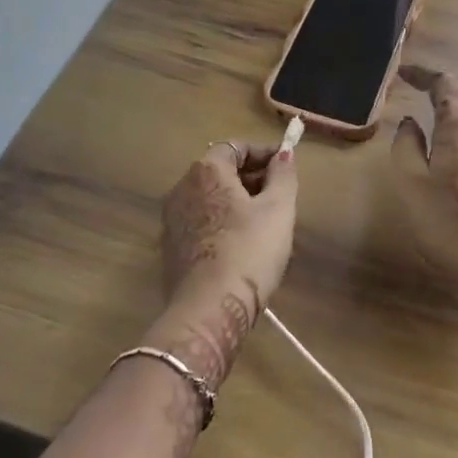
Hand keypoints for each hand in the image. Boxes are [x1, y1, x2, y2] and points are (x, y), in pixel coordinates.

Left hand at [152, 139, 298, 385]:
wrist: (208, 310)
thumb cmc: (249, 251)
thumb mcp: (279, 209)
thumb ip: (283, 175)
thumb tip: (285, 154)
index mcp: (206, 171)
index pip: (235, 146)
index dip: (264, 152)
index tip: (286, 166)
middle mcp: (182, 187)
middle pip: (220, 170)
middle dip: (252, 177)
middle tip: (280, 195)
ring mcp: (172, 218)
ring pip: (210, 197)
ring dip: (237, 200)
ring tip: (266, 220)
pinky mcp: (171, 247)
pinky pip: (201, 221)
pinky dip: (222, 221)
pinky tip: (243, 244)